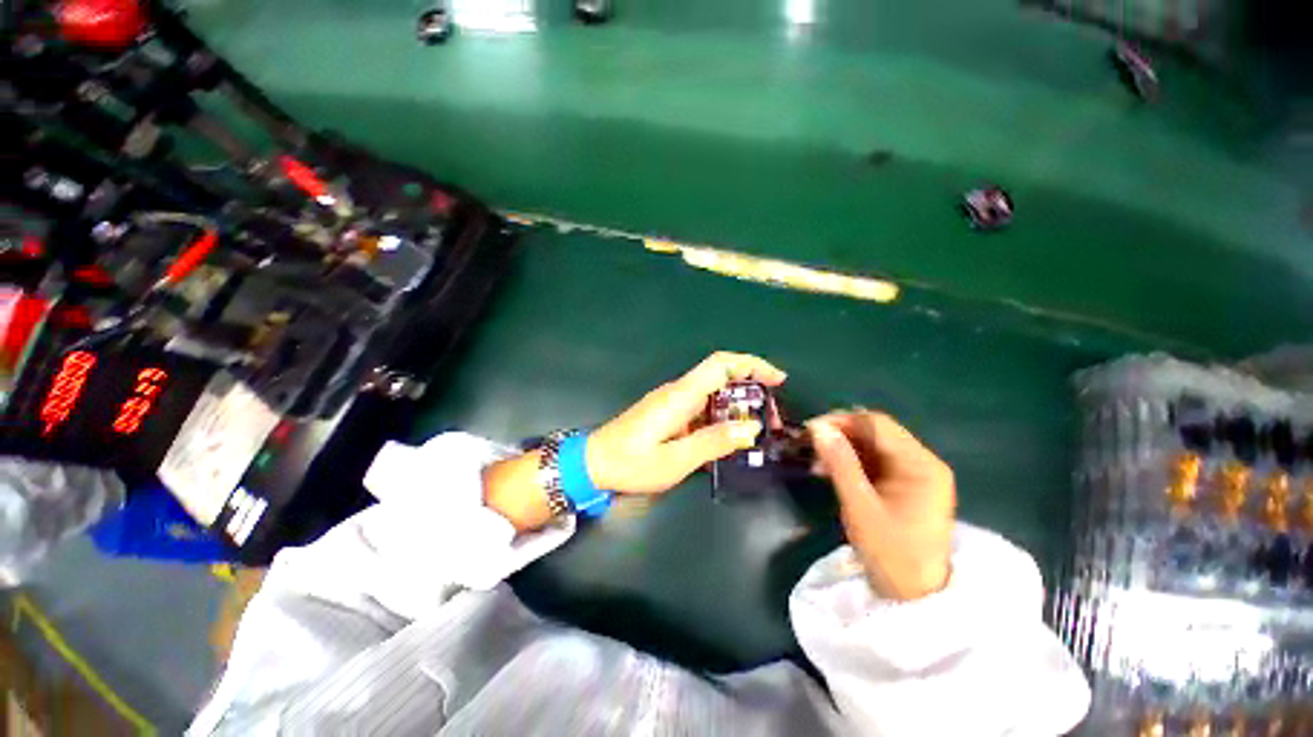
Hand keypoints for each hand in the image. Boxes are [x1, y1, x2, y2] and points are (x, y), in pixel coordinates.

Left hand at [586, 351, 786, 494]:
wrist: (594, 463)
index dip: (752, 364)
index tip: (777, 380)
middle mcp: (679, 392)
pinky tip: (730, 437)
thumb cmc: (632, 463)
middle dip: (751, 390)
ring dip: (738, 406)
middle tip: (771, 419)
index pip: (721, 364)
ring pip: (713, 393)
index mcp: (681, 395)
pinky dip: (722, 416)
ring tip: (757, 431)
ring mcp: (673, 402)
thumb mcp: (676, 460)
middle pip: (721, 376)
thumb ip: (713, 442)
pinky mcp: (669, 413)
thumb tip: (751, 429)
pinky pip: (702, 408)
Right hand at [808, 411, 955, 600]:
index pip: (877, 424)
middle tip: (809, 444)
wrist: (917, 596)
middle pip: (876, 432)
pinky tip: (831, 470)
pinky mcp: (907, 485)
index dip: (841, 420)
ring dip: (844, 448)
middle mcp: (922, 462)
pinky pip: (876, 462)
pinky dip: (852, 462)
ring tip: (816, 460)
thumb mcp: (860, 506)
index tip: (809, 430)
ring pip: (873, 446)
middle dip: (840, 434)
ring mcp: (916, 474)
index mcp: (920, 464)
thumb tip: (817, 428)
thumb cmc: (891, 553)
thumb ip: (840, 463)